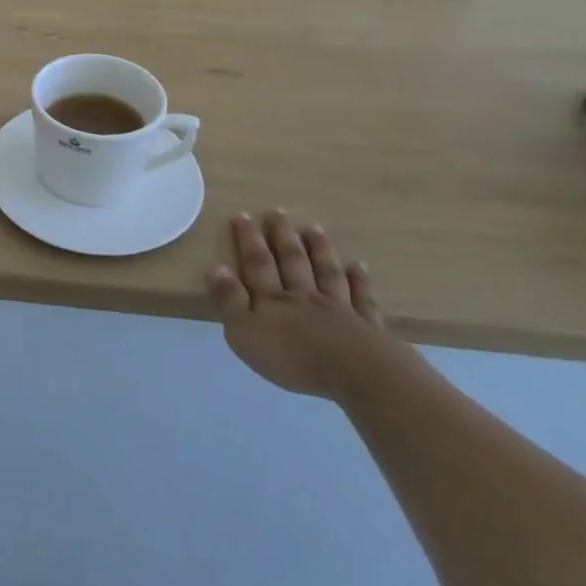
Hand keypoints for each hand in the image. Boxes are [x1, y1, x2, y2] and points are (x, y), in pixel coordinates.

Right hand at [207, 211, 408, 400]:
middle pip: (293, 261)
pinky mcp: (368, 327)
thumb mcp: (245, 333)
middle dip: (283, 236)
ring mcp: (340, 309)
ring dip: (320, 250)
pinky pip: (363, 299)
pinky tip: (360, 267)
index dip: (249, 240)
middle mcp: (305, 297)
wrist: (356, 375)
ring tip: (314, 229)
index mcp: (274, 300)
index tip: (243, 215)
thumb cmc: (293, 358)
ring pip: (327, 273)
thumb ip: (230, 301)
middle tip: (278, 211)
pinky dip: (360, 282)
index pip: (258, 264)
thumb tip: (217, 268)